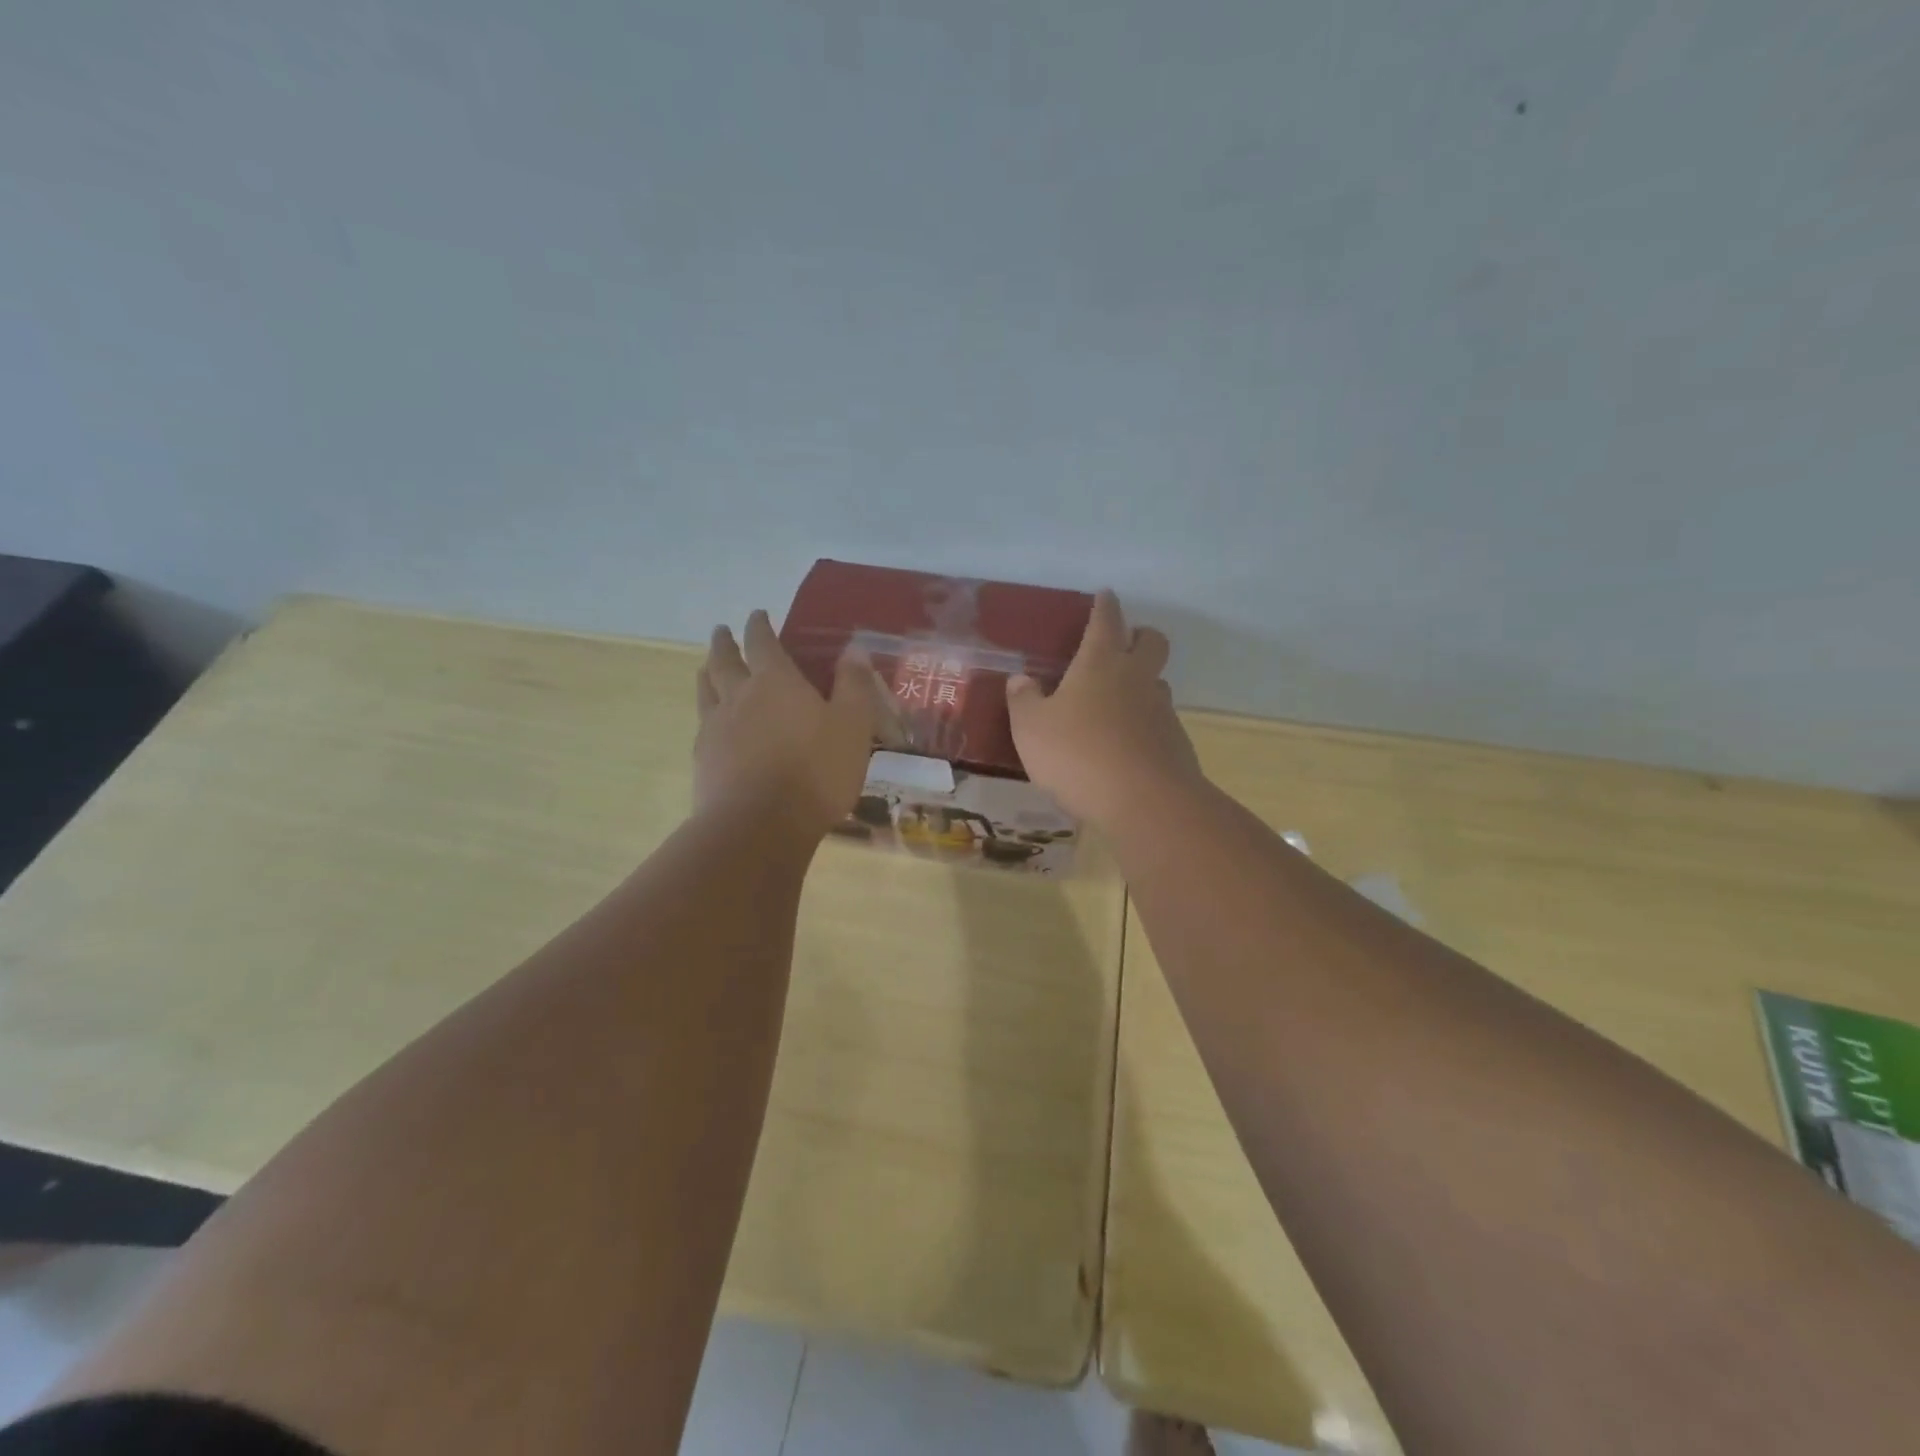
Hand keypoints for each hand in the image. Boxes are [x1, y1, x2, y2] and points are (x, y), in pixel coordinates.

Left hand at [695, 610, 877, 837]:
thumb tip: (854, 649)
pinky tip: (708, 722)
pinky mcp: (703, 759)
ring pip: (706, 690)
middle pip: (724, 661)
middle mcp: (739, 696)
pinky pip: (701, 725)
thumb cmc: (815, 771)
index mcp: (776, 682)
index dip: (759, 625)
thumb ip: (854, 685)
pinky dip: (706, 713)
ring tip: (707, 667)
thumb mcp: (852, 726)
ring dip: (707, 672)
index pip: (763, 642)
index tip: (757, 614)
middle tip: (721, 631)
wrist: (759, 825)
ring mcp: (715, 727)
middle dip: (724, 643)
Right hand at [1006, 590, 1202, 828]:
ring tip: (1115, 704)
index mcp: (1101, 663)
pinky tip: (1125, 747)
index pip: (1106, 620)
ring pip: (1157, 682)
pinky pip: (1159, 721)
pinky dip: (1144, 724)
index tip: (1105, 595)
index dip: (1104, 606)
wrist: (1144, 803)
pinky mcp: (1176, 743)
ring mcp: (1161, 710)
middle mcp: (1137, 678)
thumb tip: (1020, 679)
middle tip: (1121, 645)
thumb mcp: (1031, 729)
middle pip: (1151, 641)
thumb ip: (1023, 700)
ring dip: (1142, 683)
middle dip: (1139, 636)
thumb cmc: (1078, 755)